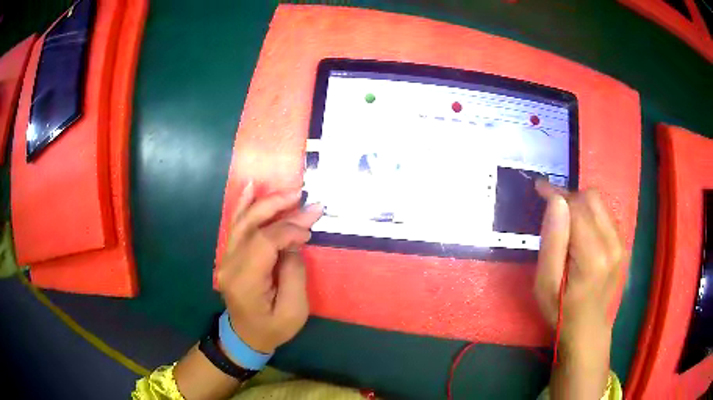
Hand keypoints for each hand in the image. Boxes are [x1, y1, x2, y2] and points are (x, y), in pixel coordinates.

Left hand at [216, 182, 322, 354]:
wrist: (246, 336)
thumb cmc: (273, 328)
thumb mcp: (294, 311)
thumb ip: (294, 274)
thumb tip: (293, 243)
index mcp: (245, 281)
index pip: (264, 241)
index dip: (288, 229)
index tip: (310, 229)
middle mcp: (230, 264)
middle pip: (252, 225)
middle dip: (279, 208)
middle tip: (303, 198)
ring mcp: (226, 258)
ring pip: (243, 221)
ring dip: (266, 203)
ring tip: (288, 192)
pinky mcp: (229, 255)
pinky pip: (235, 225)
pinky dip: (244, 205)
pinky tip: (252, 188)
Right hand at [534, 180, 625, 398]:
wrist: (588, 329)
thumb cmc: (561, 311)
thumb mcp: (545, 284)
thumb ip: (552, 241)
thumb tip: (556, 201)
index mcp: (593, 256)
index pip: (576, 208)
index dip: (556, 194)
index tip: (539, 187)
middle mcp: (613, 243)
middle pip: (590, 198)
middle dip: (568, 198)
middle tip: (552, 213)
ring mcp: (622, 243)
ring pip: (599, 202)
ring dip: (580, 205)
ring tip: (566, 224)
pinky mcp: (624, 244)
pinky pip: (605, 214)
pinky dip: (590, 214)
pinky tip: (581, 234)